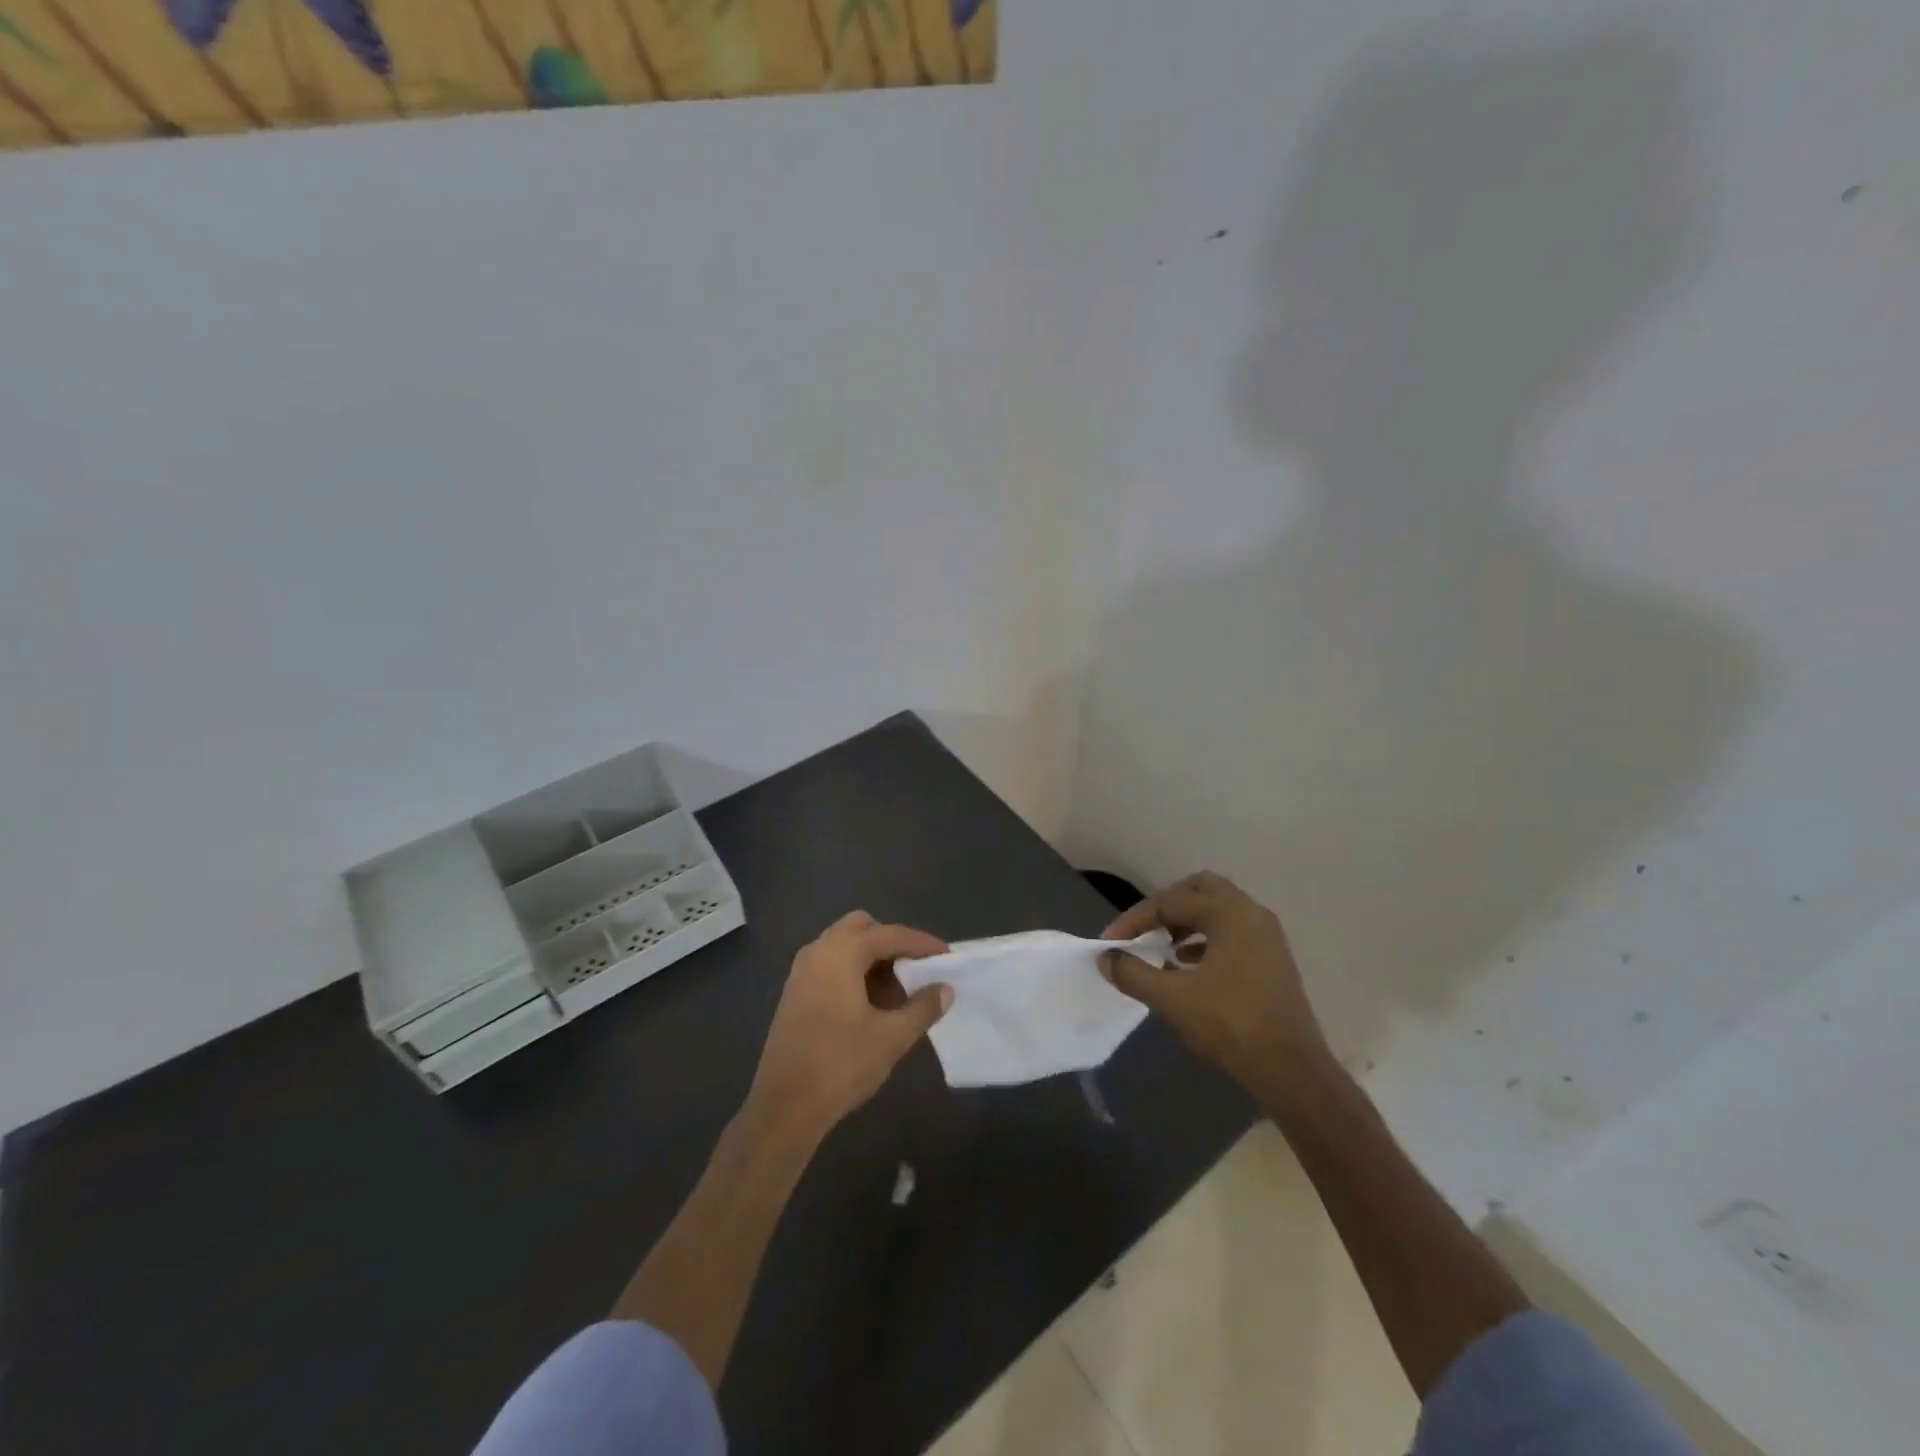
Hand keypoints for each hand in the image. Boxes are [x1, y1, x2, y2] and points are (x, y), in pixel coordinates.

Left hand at [748, 911, 951, 1139]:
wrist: (784, 1108)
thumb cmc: (841, 1065)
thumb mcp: (892, 1037)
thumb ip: (923, 1007)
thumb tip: (945, 989)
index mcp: (841, 952)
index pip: (891, 934)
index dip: (923, 944)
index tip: (948, 957)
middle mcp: (818, 951)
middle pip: (862, 928)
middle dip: (892, 944)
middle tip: (916, 970)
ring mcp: (801, 972)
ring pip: (844, 947)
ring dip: (873, 960)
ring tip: (898, 993)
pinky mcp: (794, 994)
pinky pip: (831, 966)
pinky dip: (854, 973)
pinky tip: (871, 1006)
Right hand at [1100, 871, 1330, 1085]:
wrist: (1293, 1072)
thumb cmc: (1231, 1027)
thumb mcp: (1173, 999)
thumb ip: (1133, 973)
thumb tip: (1106, 959)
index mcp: (1230, 913)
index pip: (1170, 902)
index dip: (1135, 920)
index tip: (1110, 942)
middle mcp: (1251, 914)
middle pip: (1199, 890)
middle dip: (1166, 906)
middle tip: (1143, 929)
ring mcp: (1266, 936)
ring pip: (1217, 910)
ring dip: (1185, 921)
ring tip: (1161, 947)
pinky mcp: (1271, 958)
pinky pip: (1231, 932)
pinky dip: (1204, 939)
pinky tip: (1186, 964)